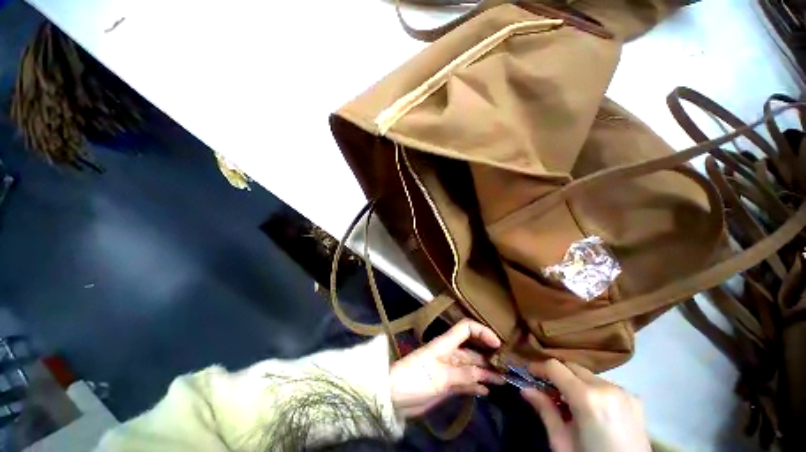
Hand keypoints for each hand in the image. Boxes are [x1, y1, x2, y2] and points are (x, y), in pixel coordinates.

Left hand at [389, 320, 504, 417]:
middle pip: (474, 352)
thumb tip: (485, 373)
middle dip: (490, 358)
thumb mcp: (439, 377)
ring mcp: (448, 372)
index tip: (498, 344)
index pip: (466, 329)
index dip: (483, 332)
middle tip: (508, 368)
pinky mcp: (446, 387)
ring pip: (472, 370)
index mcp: (444, 346)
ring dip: (486, 374)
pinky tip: (486, 392)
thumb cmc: (412, 381)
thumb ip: (464, 374)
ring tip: (503, 381)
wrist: (390, 400)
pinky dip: (476, 387)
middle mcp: (449, 356)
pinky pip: (466, 384)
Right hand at [521, 359, 650, 451]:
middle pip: (578, 369)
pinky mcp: (635, 396)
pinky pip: (611, 389)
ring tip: (571, 408)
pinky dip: (597, 394)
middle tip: (545, 391)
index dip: (541, 367)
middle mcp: (609, 386)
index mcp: (588, 399)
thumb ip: (546, 414)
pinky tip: (595, 415)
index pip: (559, 369)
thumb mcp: (561, 442)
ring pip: (595, 379)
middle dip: (560, 375)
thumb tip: (527, 391)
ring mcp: (625, 390)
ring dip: (579, 386)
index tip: (528, 372)